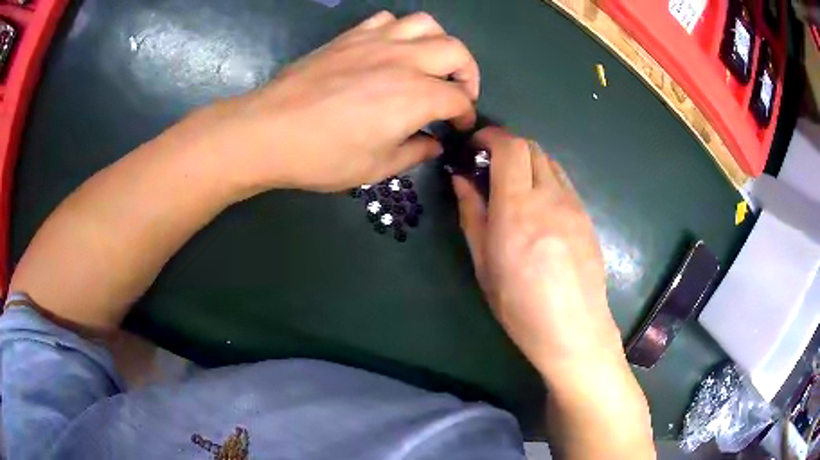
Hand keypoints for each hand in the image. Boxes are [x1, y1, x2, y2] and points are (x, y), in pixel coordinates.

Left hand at [192, 11, 478, 195]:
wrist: (269, 130)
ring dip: (438, 43)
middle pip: (455, 51)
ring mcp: (376, 42)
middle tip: (457, 93)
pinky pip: (388, 20)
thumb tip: (433, 143)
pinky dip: (400, 31)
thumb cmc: (323, 156)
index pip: (459, 98)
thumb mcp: (375, 168)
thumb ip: (414, 152)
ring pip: (426, 24)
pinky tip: (391, 49)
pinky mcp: (350, 36)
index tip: (458, 127)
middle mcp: (404, 60)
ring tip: (429, 63)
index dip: (465, 114)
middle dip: (467, 73)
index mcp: (415, 96)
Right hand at [452, 127, 626, 380]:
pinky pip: (563, 181)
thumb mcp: (484, 263)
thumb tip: (460, 179)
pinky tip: (539, 206)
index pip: (510, 146)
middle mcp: (549, 196)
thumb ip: (472, 214)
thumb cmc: (519, 305)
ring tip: (514, 186)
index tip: (474, 146)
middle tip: (489, 168)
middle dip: (506, 147)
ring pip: (549, 161)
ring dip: (527, 162)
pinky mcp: (586, 215)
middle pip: (531, 146)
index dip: (490, 136)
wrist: (573, 329)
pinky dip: (545, 178)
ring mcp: (573, 204)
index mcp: (517, 207)